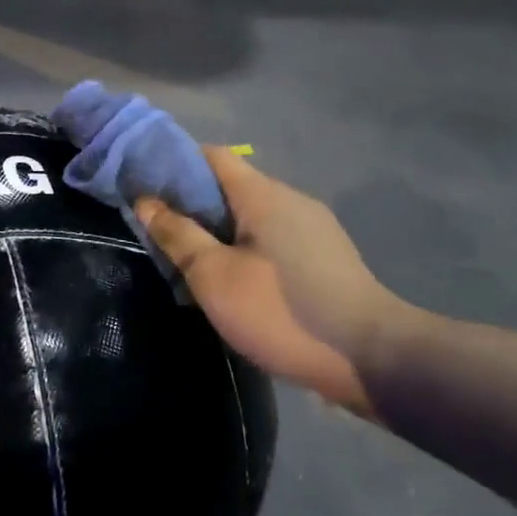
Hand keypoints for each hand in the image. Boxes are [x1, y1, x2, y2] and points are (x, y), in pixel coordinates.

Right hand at [138, 148, 411, 413]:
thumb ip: (177, 235)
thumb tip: (145, 201)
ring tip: (191, 261)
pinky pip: (272, 239)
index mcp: (263, 194)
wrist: (371, 359)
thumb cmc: (281, 311)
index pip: (211, 156)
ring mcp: (314, 229)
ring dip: (218, 231)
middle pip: (230, 187)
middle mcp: (291, 200)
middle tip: (160, 231)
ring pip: (251, 216)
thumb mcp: (213, 276)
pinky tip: (234, 281)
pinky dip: (244, 248)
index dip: (174, 164)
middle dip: (192, 204)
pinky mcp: (325, 258)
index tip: (145, 186)